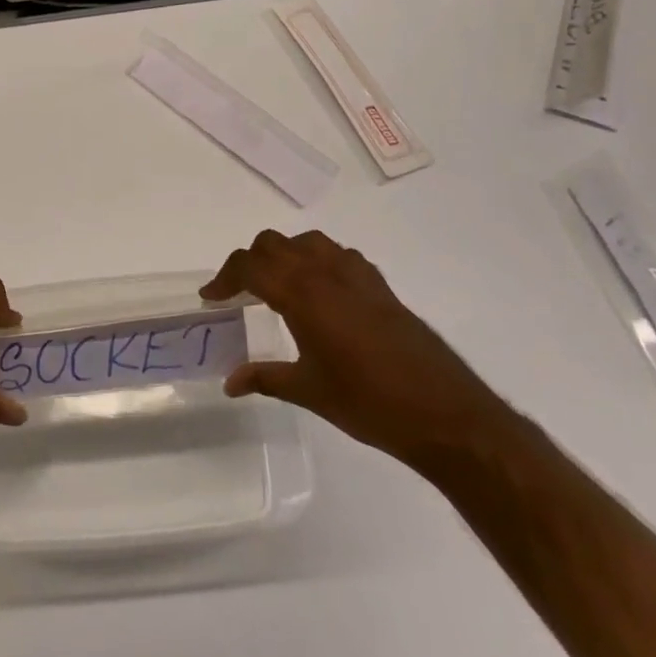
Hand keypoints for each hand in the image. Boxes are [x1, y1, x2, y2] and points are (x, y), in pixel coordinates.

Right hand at [205, 230, 506, 467]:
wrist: (444, 414)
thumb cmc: (368, 403)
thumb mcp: (307, 391)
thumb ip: (264, 378)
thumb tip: (229, 383)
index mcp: (302, 294)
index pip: (250, 266)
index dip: (224, 278)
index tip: (211, 297)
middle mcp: (326, 273)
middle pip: (274, 244)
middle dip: (250, 262)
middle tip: (239, 293)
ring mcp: (357, 276)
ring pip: (308, 242)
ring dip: (284, 255)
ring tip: (277, 287)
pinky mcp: (381, 287)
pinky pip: (339, 255)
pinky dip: (318, 262)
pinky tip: (321, 294)